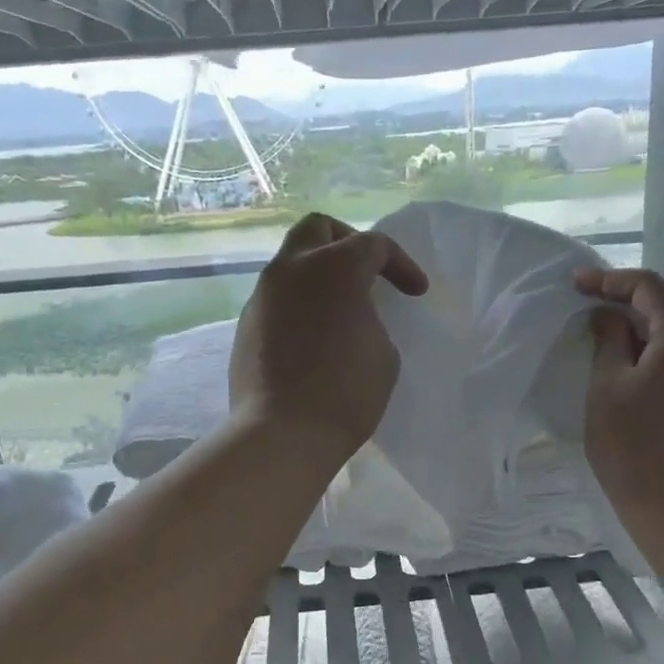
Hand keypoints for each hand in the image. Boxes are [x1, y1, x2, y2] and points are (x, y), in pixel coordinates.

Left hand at [230, 213, 428, 466]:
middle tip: (368, 272)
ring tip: (340, 307)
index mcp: (335, 267)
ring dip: (319, 274)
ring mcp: (263, 295)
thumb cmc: (345, 392)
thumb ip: (371, 318)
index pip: (374, 245)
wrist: (283, 434)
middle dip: (347, 241)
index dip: (402, 265)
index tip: (416, 293)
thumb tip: (352, 316)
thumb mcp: (383, 353)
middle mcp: (293, 269)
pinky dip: (299, 303)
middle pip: (318, 229)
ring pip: (291, 262)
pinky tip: (313, 335)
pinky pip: (277, 298)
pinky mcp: (246, 324)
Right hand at [574, 268, 663, 526]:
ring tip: (622, 348)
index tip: (577, 285)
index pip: (649, 286)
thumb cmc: (634, 449)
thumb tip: (609, 317)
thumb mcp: (607, 389)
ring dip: (657, 333)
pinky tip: (653, 376)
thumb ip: (609, 341)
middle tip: (596, 316)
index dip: (609, 281)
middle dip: (635, 306)